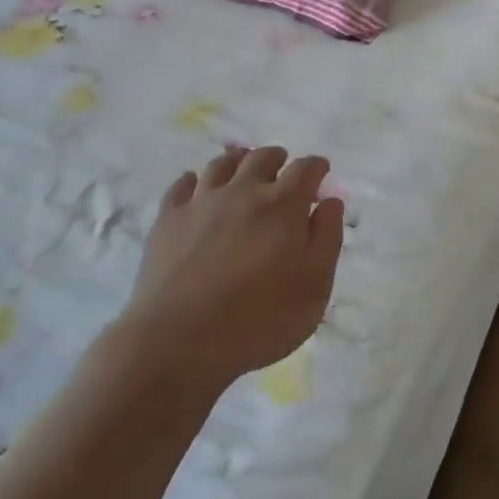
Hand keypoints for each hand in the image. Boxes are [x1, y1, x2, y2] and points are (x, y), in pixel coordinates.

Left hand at [115, 146, 344, 390]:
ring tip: (242, 166)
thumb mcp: (314, 286)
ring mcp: (201, 203)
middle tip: (282, 164)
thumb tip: (330, 202)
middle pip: (261, 159)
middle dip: (277, 158)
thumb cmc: (261, 319)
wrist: (180, 340)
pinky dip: (195, 180)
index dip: (316, 167)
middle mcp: (242, 191)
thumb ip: (327, 239)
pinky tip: (196, 186)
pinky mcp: (168, 219)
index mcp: (282, 205)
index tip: (321, 170)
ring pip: (221, 165)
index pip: (305, 170)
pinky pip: (182, 185)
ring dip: (237, 161)